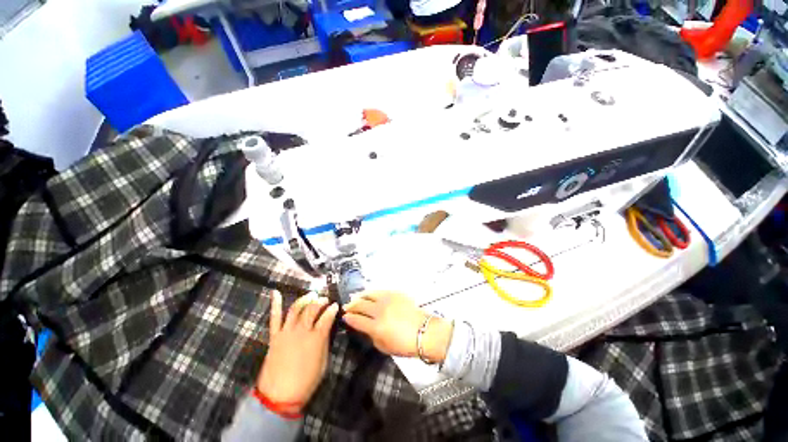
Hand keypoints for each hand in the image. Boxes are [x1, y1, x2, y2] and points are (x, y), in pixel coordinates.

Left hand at [256, 291, 338, 412]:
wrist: (279, 396)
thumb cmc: (306, 382)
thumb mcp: (323, 363)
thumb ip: (325, 343)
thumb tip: (326, 329)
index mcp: (316, 338)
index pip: (327, 317)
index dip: (333, 309)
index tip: (336, 305)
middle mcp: (302, 331)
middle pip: (312, 309)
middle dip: (320, 301)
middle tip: (324, 299)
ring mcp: (286, 332)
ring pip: (296, 309)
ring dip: (304, 299)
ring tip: (311, 295)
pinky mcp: (275, 336)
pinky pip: (274, 317)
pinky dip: (275, 304)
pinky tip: (275, 292)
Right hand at [343, 291, 452, 362]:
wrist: (423, 331)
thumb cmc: (404, 344)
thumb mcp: (383, 346)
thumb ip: (371, 335)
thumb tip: (365, 327)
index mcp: (376, 327)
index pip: (357, 320)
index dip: (349, 318)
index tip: (344, 317)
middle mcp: (380, 311)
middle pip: (361, 305)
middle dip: (351, 306)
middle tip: (346, 306)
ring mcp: (388, 300)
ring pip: (370, 294)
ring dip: (360, 296)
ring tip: (355, 297)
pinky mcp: (396, 294)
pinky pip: (381, 291)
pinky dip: (372, 292)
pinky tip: (370, 294)